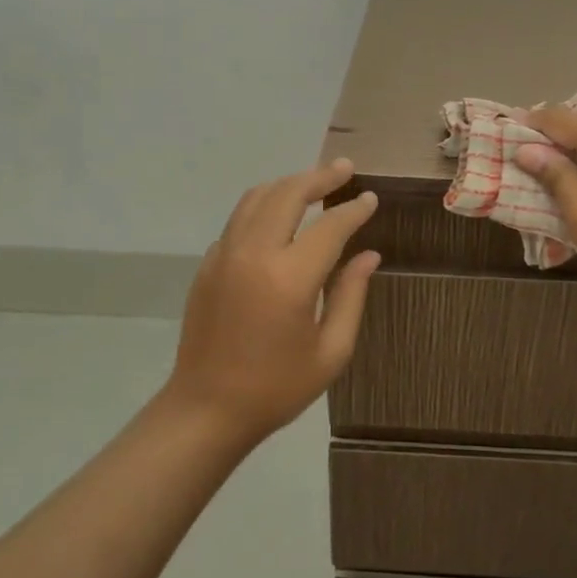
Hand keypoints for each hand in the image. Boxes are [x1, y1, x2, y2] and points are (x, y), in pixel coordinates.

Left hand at [166, 158, 380, 441]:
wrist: (206, 409)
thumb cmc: (276, 387)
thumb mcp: (330, 352)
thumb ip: (351, 295)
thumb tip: (368, 255)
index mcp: (289, 279)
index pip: (330, 226)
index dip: (353, 209)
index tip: (370, 198)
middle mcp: (253, 255)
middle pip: (288, 194)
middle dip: (319, 177)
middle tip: (344, 168)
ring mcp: (224, 255)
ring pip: (257, 198)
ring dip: (288, 184)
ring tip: (314, 183)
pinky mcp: (208, 264)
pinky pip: (239, 219)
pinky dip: (263, 206)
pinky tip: (279, 217)